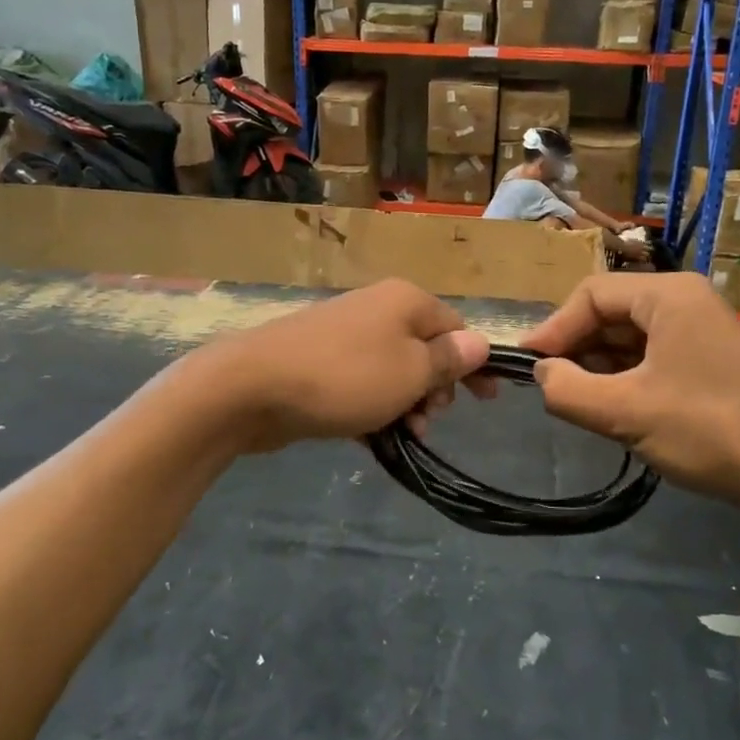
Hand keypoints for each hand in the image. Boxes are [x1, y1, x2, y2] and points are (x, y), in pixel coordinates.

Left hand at [191, 279, 490, 452]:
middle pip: (424, 349)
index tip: (486, 402)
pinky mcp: (319, 362)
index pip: (456, 327)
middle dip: (434, 389)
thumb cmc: (347, 377)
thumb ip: (449, 358)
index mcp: (406, 301)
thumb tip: (480, 342)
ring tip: (402, 436)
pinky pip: (361, 384)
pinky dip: (372, 409)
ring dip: (405, 405)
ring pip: (393, 372)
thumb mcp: (411, 372)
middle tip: (426, 420)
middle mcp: (377, 309)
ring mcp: (344, 335)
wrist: (253, 387)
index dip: (473, 364)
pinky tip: (370, 438)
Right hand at [519, 272, 739, 526]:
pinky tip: (611, 407)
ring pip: (628, 336)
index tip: (527, 366)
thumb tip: (540, 375)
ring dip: (597, 366)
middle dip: (576, 348)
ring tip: (576, 401)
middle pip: (610, 312)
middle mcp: (684, 300)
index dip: (553, 329)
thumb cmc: (708, 431)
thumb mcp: (625, 412)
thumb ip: (568, 390)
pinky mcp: (707, 359)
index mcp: (668, 294)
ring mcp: (700, 329)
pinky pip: (650, 355)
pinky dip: (624, 376)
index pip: (591, 295)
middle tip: (549, 387)